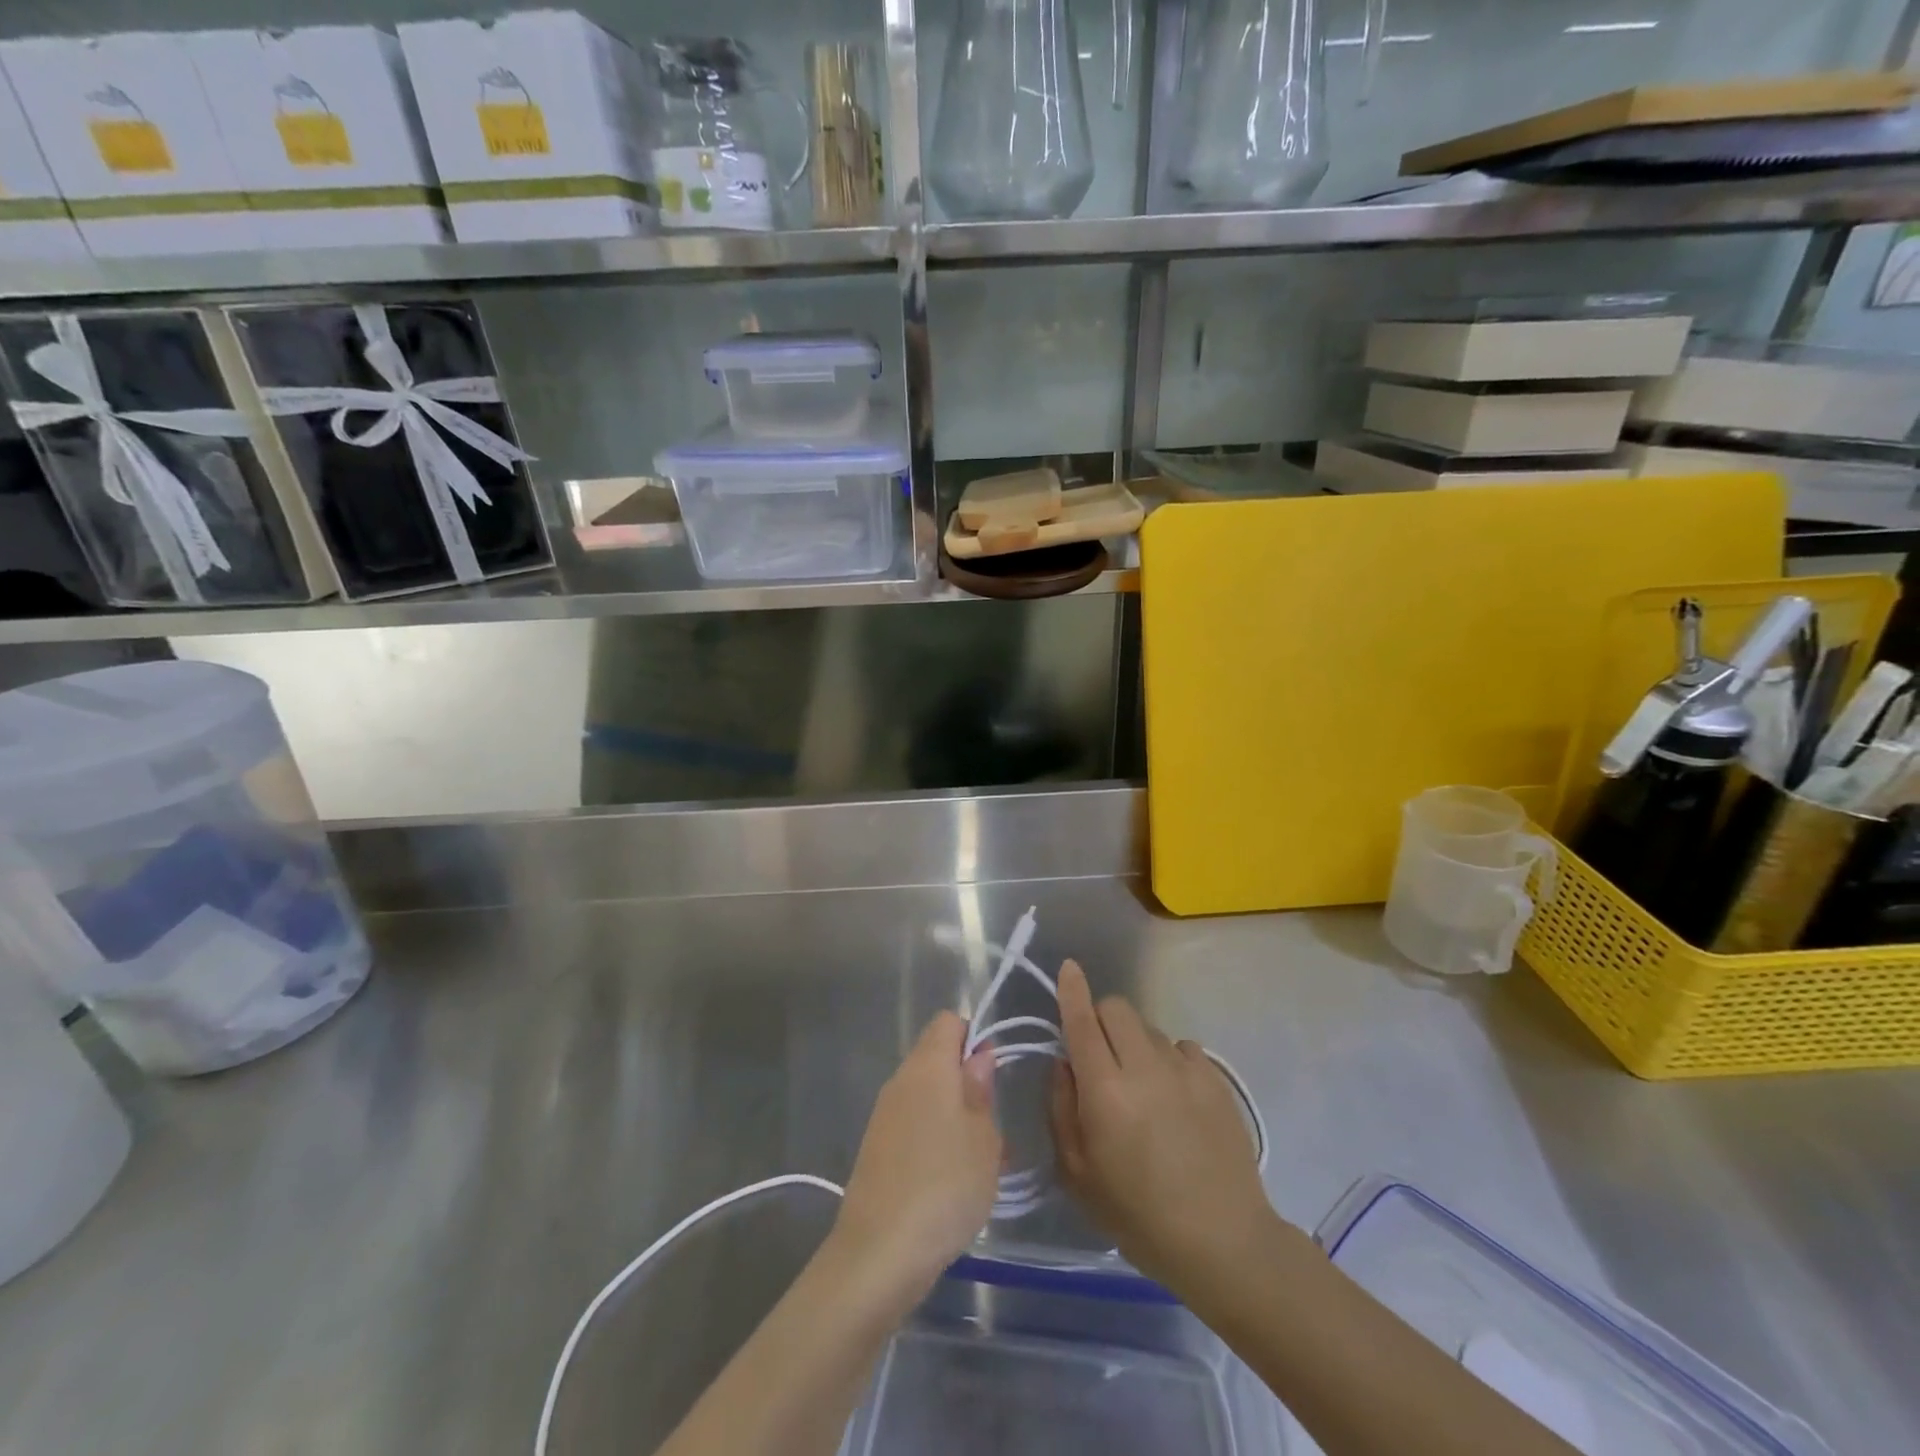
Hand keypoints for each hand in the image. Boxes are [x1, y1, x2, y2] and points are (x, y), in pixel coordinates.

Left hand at [831, 1012, 1000, 1310]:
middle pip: (935, 1057)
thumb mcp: (983, 1138)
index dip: (973, 1036)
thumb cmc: (945, 1185)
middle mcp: (901, 1080)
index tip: (993, 1073)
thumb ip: (981, 1090)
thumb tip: (978, 1055)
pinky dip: (933, 1138)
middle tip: (992, 1123)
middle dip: (966, 1080)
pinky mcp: (876, 1148)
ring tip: (979, 1159)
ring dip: (953, 1113)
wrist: (879, 1253)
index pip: (948, 1022)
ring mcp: (884, 1114)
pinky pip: (912, 1124)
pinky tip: (951, 1180)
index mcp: (928, 1066)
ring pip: (926, 1094)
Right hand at [1049, 960, 1271, 1292]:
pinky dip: (1168, 1060)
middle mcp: (1144, 1067)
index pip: (1083, 1022)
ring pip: (1148, 1028)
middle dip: (1101, 1018)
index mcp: (1105, 1091)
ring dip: (1134, 1043)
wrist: (1224, 1241)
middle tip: (1101, 1055)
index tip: (1068, 968)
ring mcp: (1185, 1070)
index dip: (1072, 991)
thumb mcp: (1078, 1175)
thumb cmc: (1139, 1217)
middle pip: (1117, 1008)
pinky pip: (1181, 1047)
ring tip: (1142, 1088)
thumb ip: (1062, 1109)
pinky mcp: (1215, 1079)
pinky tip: (1174, 1097)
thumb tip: (1064, 1063)